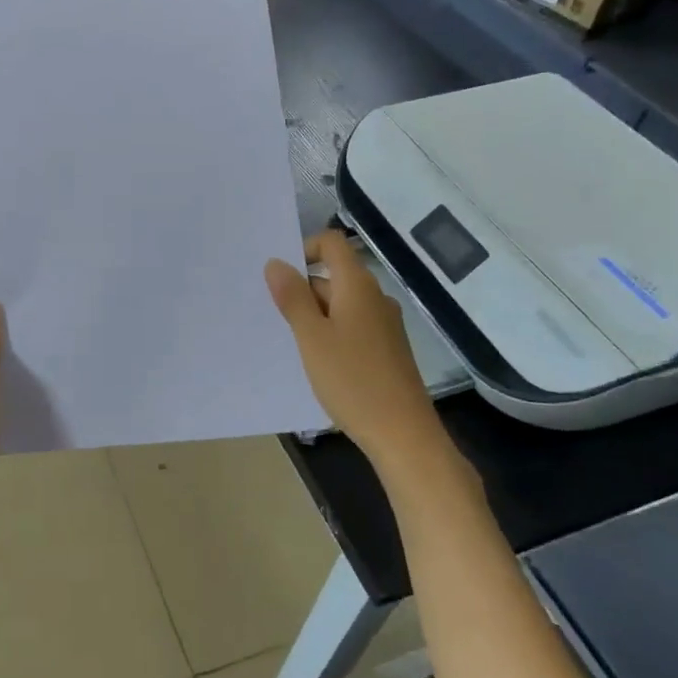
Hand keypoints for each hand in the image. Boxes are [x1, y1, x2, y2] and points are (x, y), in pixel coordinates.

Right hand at [266, 230, 445, 462]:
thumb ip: (292, 297)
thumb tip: (276, 263)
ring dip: (314, 317)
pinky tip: (318, 363)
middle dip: (302, 291)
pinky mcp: (386, 349)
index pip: (331, 244)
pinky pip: (352, 327)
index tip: (279, 280)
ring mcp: (384, 325)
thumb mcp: (311, 337)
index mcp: (358, 286)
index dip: (304, 250)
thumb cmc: (352, 380)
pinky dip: (331, 335)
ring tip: (292, 345)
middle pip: (333, 276)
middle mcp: (375, 298)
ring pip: (341, 305)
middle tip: (275, 320)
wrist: (403, 434)